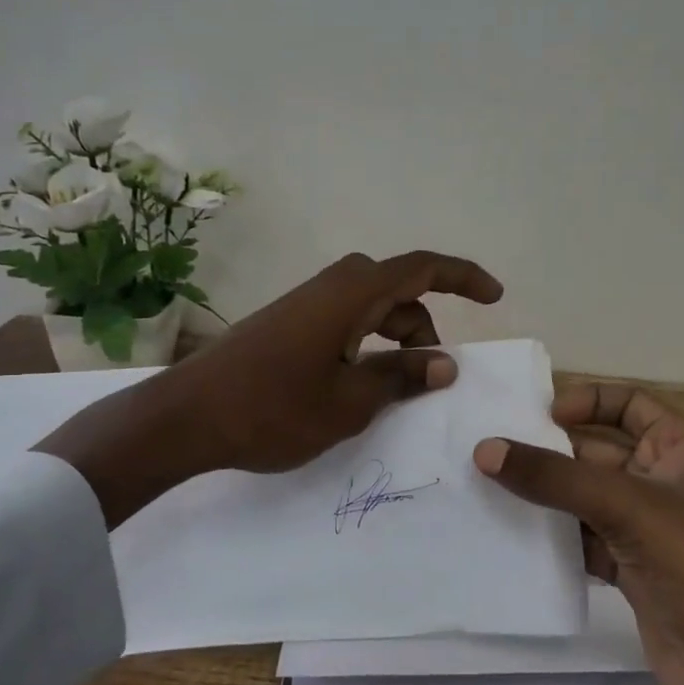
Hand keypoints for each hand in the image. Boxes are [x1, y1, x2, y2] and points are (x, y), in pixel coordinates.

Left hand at [37, 251, 502, 522]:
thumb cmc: (274, 409)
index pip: (422, 268)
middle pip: (396, 288)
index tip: (495, 296)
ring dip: (394, 336)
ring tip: (396, 387)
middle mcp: (331, 287)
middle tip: (433, 371)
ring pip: (369, 306)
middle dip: (424, 322)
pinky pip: (343, 319)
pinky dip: (365, 342)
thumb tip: (444, 363)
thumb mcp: (350, 402)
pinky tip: (358, 381)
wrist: (188, 416)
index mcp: (352, 294)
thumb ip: (401, 377)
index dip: (463, 277)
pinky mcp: (287, 322)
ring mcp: (305, 303)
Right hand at [474, 389, 683, 684]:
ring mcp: (648, 531)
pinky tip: (512, 539)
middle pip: (597, 453)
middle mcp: (665, 483)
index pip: (630, 404)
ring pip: (586, 499)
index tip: (538, 415)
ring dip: (545, 497)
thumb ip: (556, 479)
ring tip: (486, 489)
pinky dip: (553, 539)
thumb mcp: (629, 509)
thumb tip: (485, 450)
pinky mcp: (634, 573)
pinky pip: (583, 542)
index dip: (587, 401)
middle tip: (490, 452)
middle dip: (550, 452)